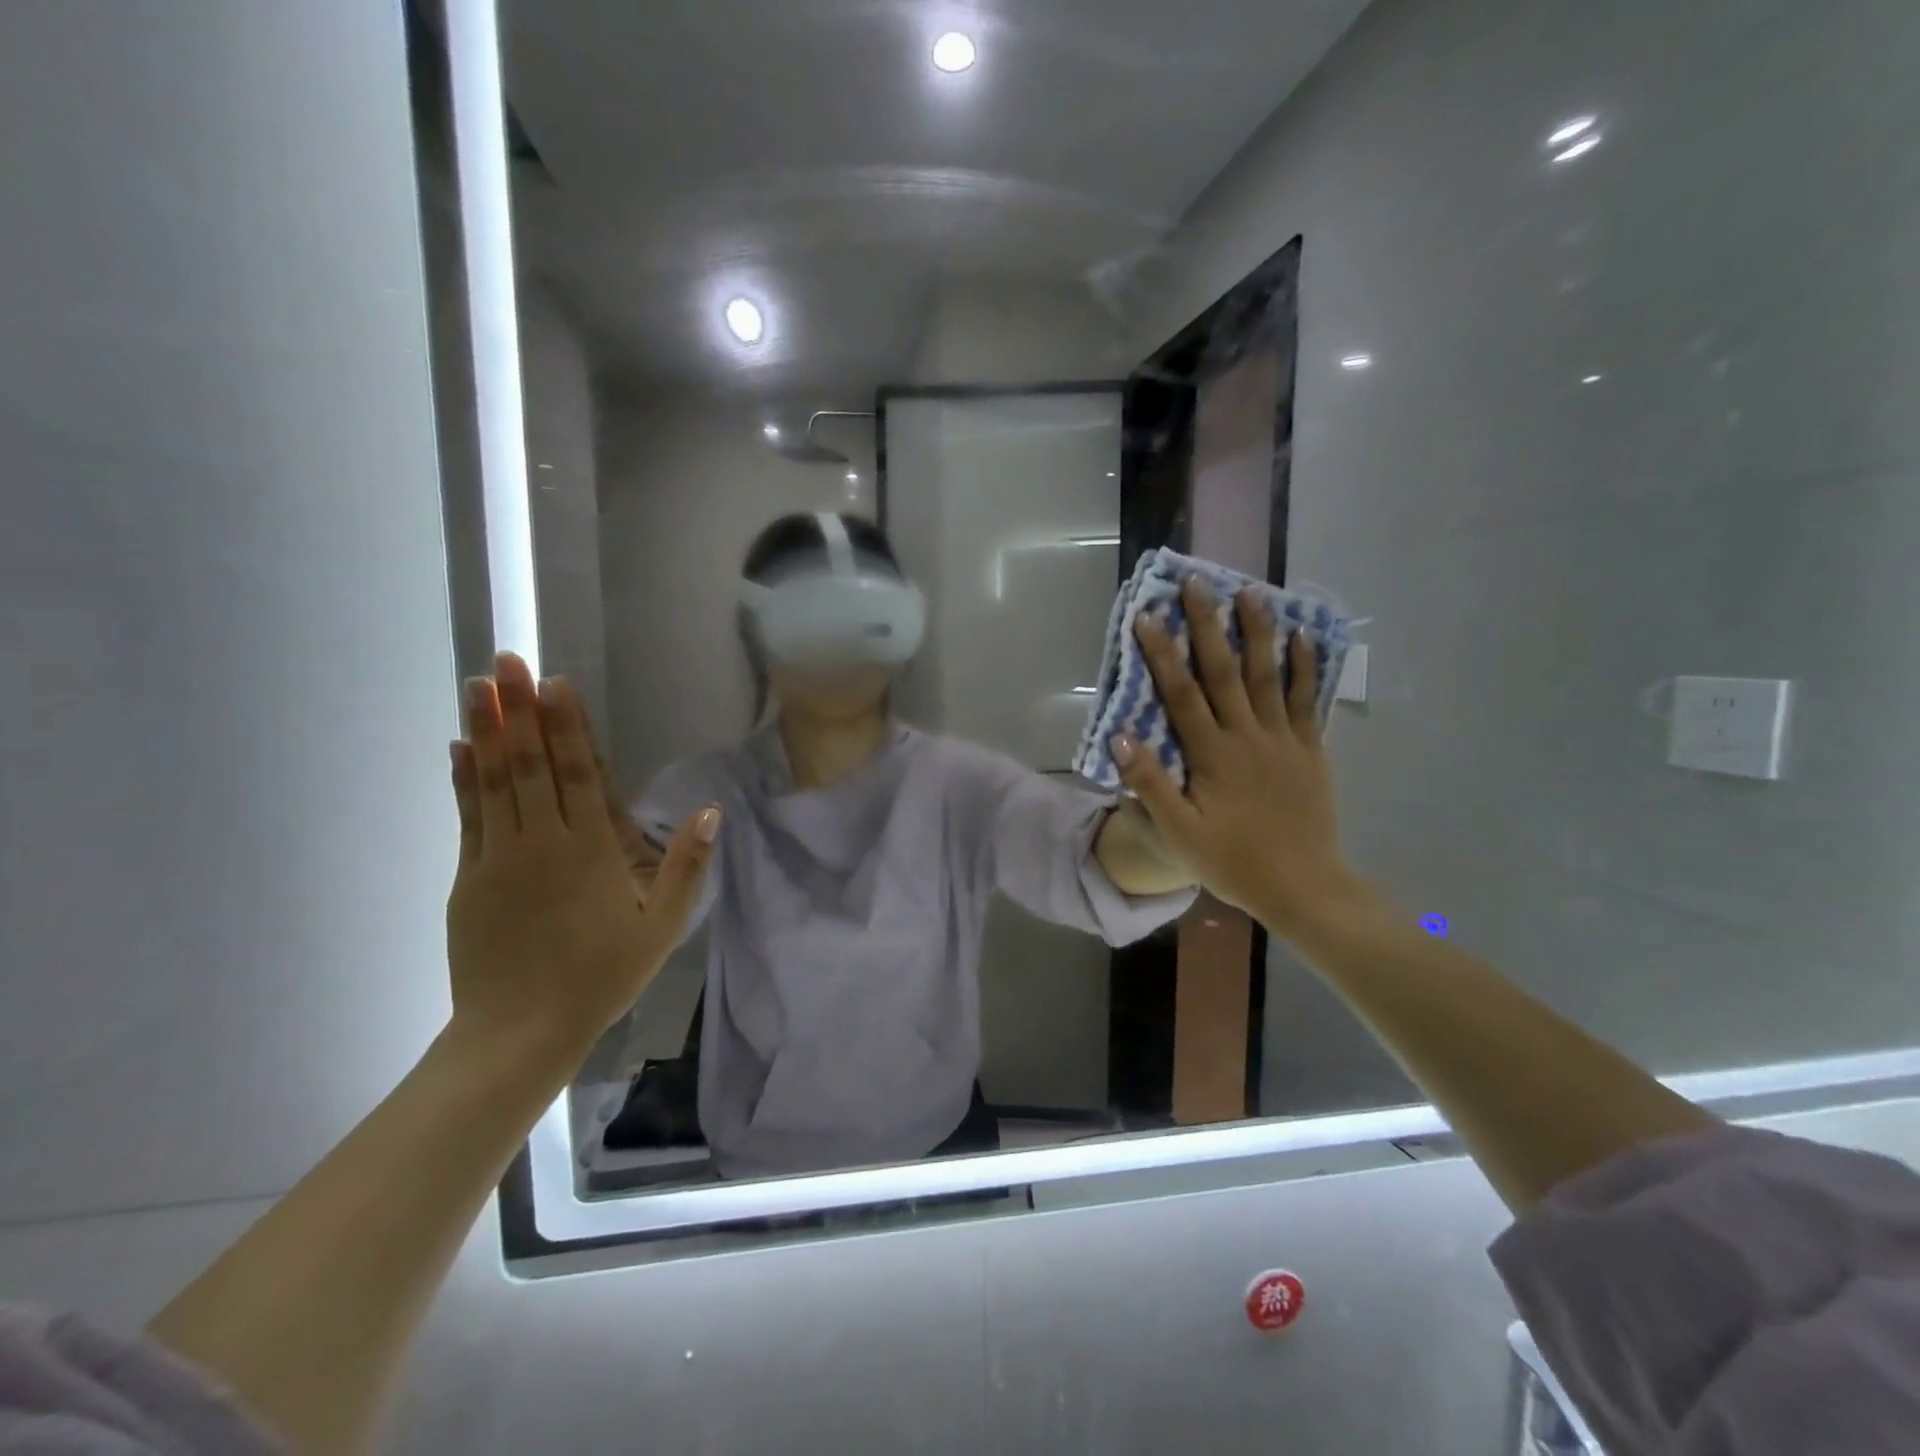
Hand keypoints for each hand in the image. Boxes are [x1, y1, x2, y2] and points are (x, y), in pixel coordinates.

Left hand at [446, 653, 717, 1065]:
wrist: (520, 1032)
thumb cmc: (602, 976)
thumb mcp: (663, 926)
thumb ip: (686, 865)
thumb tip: (712, 810)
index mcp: (591, 850)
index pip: (577, 773)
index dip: (566, 725)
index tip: (553, 682)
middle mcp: (542, 842)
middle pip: (530, 764)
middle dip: (519, 709)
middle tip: (505, 661)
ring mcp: (498, 857)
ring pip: (494, 781)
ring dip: (487, 730)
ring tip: (477, 685)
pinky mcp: (469, 877)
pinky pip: (468, 815)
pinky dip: (464, 777)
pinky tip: (460, 746)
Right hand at [1112, 580, 1363, 933]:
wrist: (1304, 888)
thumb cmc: (1234, 862)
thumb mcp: (1180, 833)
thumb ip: (1149, 784)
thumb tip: (1120, 736)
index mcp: (1212, 755)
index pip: (1181, 693)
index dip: (1162, 653)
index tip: (1146, 615)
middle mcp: (1247, 736)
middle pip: (1224, 671)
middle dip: (1208, 626)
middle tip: (1197, 583)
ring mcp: (1283, 740)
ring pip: (1268, 676)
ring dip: (1258, 632)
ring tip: (1251, 592)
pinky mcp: (1310, 750)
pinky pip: (1305, 701)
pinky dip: (1304, 667)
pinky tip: (1302, 638)